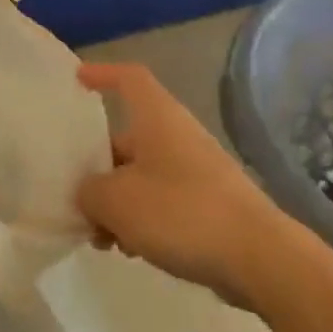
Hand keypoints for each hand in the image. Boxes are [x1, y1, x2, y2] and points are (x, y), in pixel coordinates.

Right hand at [75, 62, 288, 303]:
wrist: (258, 257)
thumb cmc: (181, 213)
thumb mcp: (116, 201)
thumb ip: (89, 192)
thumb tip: (88, 194)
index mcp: (157, 117)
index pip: (128, 78)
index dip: (102, 74)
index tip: (77, 80)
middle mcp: (176, 135)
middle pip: (127, 136)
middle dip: (97, 166)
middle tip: (74, 197)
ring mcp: (195, 169)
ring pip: (141, 174)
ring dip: (116, 200)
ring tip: (100, 237)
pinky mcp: (208, 203)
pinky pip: (162, 200)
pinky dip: (141, 218)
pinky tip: (130, 250)